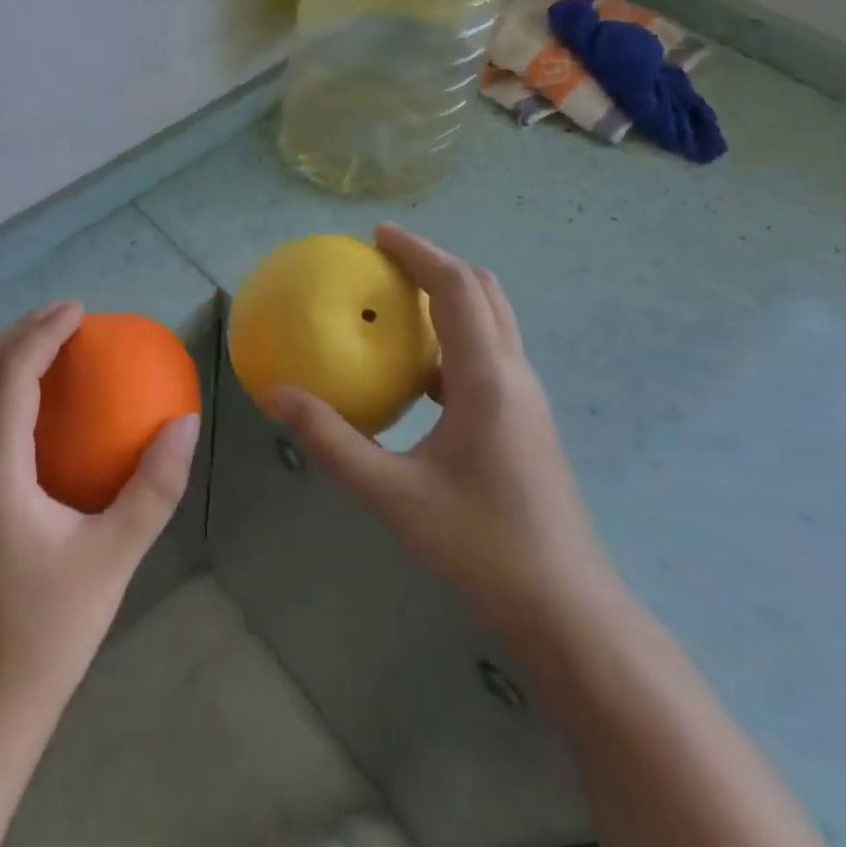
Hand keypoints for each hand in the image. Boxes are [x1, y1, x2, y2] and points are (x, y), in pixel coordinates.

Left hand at [0, 300, 200, 726]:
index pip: (8, 377)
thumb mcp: (113, 558)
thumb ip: (153, 487)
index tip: (79, 310)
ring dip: (7, 359)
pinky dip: (3, 390)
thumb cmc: (48, 633)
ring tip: (53, 344)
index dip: (40, 333)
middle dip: (19, 333)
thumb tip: (185, 422)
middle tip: (68, 316)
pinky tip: (41, 405)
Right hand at [263, 225, 616, 649]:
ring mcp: (526, 399)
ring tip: (397, 303)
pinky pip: (488, 354)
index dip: (419, 251)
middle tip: (385, 261)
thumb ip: (331, 442)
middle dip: (436, 263)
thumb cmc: (481, 547)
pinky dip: (454, 336)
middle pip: (484, 291)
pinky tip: (416, 371)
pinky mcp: (525, 422)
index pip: (458, 288)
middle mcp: (514, 376)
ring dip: (450, 297)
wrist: (568, 611)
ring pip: (492, 321)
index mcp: (487, 380)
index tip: (377, 235)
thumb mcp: (392, 495)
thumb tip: (277, 395)